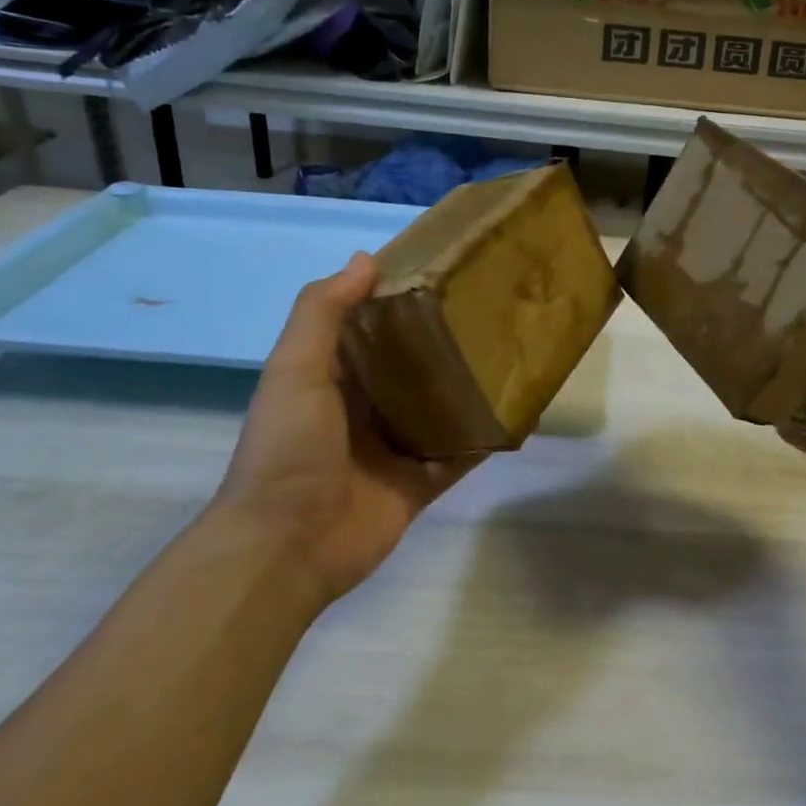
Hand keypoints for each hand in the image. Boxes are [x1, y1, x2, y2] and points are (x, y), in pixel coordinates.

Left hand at [214, 253, 480, 604]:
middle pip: (413, 367)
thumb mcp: (295, 370)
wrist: (285, 547)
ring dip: (469, 387)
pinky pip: (459, 455)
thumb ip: (322, 313)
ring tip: (514, 352)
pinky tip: (519, 413)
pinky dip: (484, 437)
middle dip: (446, 342)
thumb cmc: (288, 449)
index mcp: (333, 378)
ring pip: (440, 408)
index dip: (402, 301)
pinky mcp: (419, 483)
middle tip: (494, 309)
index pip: (373, 329)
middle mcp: (365, 409)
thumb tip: (366, 258)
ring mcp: (394, 449)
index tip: (445, 273)